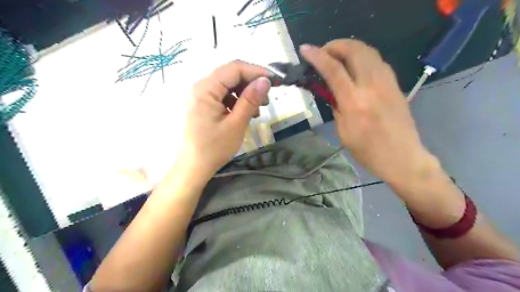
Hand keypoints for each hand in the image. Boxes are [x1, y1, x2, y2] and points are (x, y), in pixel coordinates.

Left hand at [179, 59, 272, 179]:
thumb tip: (266, 81)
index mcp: (206, 88)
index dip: (257, 71)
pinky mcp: (202, 104)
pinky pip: (222, 96)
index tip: (275, 81)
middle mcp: (200, 86)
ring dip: (245, 94)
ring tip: (257, 110)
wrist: (193, 167)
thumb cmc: (214, 148)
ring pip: (228, 85)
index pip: (235, 68)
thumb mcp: (236, 124)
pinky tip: (245, 113)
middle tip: (267, 99)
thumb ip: (251, 100)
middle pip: (231, 75)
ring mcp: (200, 95)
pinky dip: (236, 101)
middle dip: (252, 84)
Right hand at [299, 40, 435, 184]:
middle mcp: (372, 86)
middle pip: (355, 50)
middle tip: (324, 51)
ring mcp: (387, 83)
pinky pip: (378, 61)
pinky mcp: (395, 84)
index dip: (317, 56)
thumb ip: (336, 106)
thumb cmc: (367, 150)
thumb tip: (330, 90)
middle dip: (335, 45)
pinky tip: (356, 65)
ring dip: (350, 47)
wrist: (402, 157)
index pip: (333, 70)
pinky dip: (363, 56)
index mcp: (354, 102)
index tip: (305, 49)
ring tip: (338, 55)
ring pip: (369, 51)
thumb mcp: (343, 131)